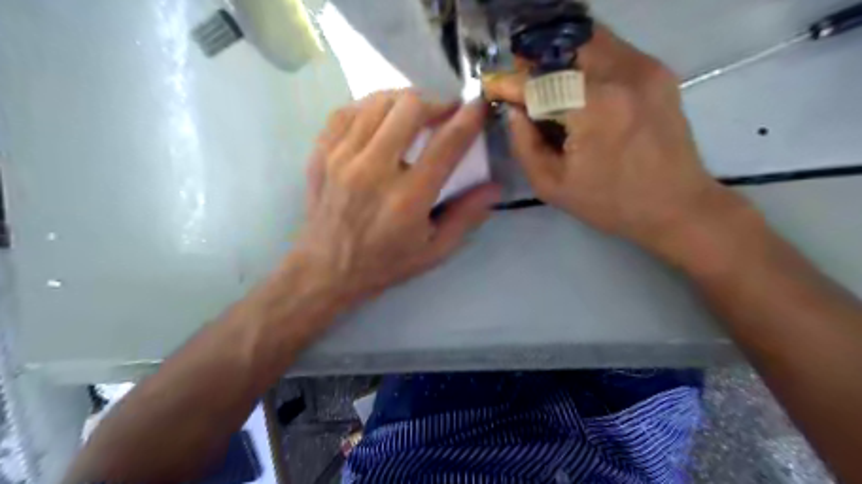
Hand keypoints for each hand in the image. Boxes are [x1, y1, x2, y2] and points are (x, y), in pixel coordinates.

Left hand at [287, 91, 498, 306]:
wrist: (325, 271)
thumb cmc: (385, 264)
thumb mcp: (434, 250)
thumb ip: (466, 216)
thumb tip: (495, 186)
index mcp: (407, 199)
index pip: (446, 144)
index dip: (468, 118)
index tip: (478, 106)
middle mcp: (373, 170)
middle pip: (409, 108)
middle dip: (435, 102)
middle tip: (444, 113)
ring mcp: (342, 157)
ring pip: (378, 102)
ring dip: (404, 101)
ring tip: (414, 114)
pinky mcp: (321, 153)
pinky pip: (348, 110)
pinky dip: (370, 107)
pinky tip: (380, 118)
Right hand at [489, 27, 744, 255]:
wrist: (677, 205)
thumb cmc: (610, 203)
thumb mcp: (552, 185)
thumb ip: (524, 144)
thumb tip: (513, 111)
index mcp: (594, 108)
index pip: (540, 80)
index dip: (510, 81)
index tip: (491, 85)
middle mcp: (622, 75)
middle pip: (565, 44)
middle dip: (535, 59)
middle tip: (522, 83)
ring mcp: (645, 68)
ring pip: (590, 40)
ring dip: (560, 56)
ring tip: (546, 83)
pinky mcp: (658, 71)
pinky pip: (611, 50)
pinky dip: (585, 60)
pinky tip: (577, 87)